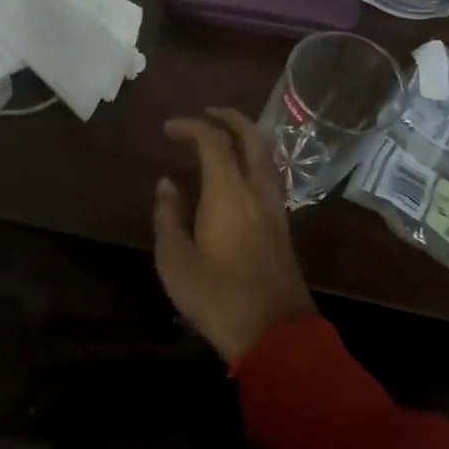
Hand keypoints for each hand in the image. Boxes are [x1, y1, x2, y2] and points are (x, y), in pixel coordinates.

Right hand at [153, 107, 316, 364]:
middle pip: (251, 138)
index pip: (213, 141)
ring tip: (221, 139)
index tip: (168, 129)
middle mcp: (258, 191)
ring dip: (244, 138)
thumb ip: (168, 216)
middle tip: (205, 114)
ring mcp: (276, 209)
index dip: (191, 126)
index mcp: (229, 192)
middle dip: (229, 118)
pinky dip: (251, 161)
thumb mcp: (175, 260)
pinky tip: (236, 176)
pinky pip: (268, 177)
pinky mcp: (283, 228)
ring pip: (266, 157)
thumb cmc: (217, 296)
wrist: (275, 335)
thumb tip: (166, 184)